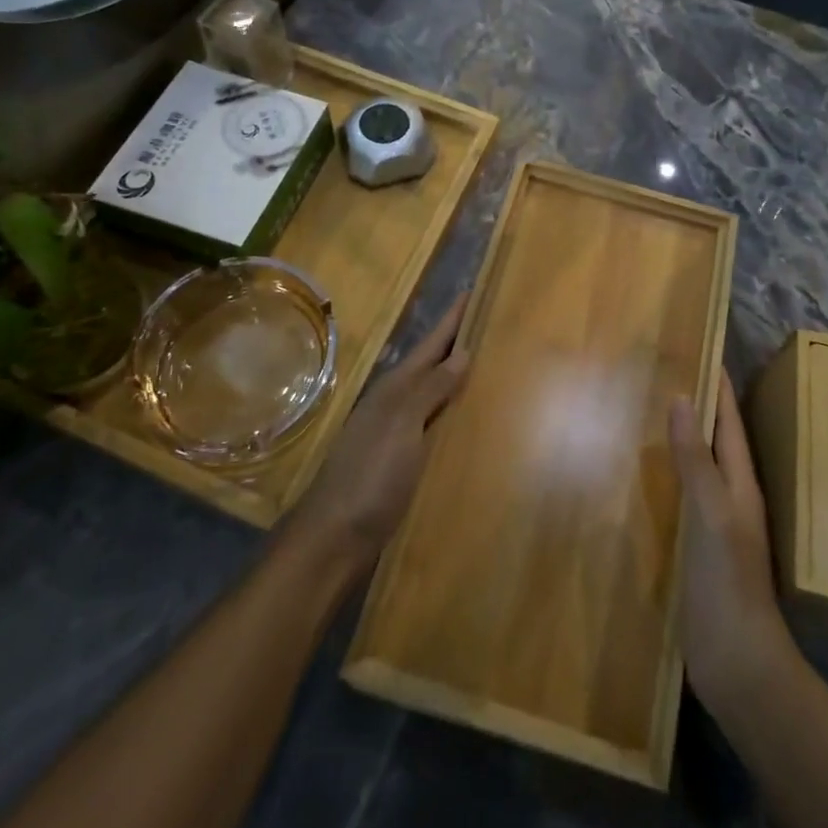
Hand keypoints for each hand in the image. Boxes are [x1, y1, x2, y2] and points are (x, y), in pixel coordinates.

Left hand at [286, 296, 468, 579]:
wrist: (335, 537)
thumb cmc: (371, 474)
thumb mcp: (402, 424)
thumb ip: (431, 389)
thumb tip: (462, 352)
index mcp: (395, 388)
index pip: (431, 343)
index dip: (452, 318)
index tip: (474, 290)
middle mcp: (395, 403)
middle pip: (433, 365)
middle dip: (458, 344)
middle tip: (492, 323)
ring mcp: (397, 433)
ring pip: (434, 395)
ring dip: (457, 378)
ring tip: (490, 365)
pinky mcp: (402, 461)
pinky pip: (435, 425)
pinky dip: (453, 414)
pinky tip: (470, 421)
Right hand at [669, 372, 796, 716]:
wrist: (738, 664)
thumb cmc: (729, 582)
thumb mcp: (713, 513)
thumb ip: (697, 459)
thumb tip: (681, 397)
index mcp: (740, 481)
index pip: (730, 419)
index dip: (718, 383)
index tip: (698, 345)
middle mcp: (727, 495)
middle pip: (711, 438)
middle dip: (692, 404)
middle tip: (658, 369)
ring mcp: (710, 523)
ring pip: (692, 466)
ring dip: (674, 439)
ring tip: (640, 408)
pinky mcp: (691, 548)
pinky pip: (675, 497)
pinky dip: (659, 476)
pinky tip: (633, 472)